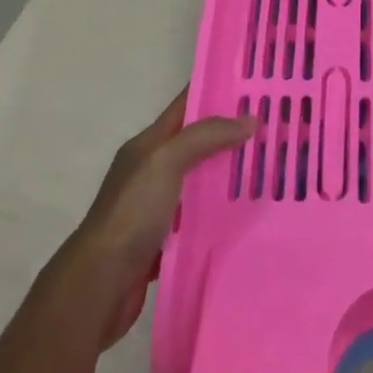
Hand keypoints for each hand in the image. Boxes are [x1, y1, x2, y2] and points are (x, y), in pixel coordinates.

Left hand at [66, 88, 254, 347]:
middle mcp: (152, 170)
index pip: (186, 105)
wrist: (99, 286)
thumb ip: (206, 136)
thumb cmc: (132, 212)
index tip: (253, 85)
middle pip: (197, 143)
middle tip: (272, 128)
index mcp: (148, 144)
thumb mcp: (166, 160)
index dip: (216, 92)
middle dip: (231, 135)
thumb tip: (250, 119)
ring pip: (200, 181)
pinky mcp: (164, 241)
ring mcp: (157, 207)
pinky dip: (219, 214)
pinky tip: (246, 215)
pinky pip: (199, 219)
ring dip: (228, 176)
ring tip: (269, 169)